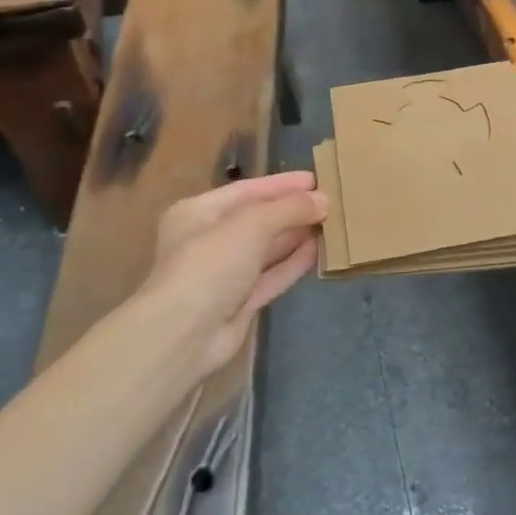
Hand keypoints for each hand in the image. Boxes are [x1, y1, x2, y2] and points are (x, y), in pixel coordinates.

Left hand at [141, 170, 327, 374]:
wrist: (184, 334)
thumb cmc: (210, 265)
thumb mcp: (251, 225)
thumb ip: (289, 209)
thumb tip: (324, 200)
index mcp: (197, 213)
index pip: (246, 191)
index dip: (282, 185)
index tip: (315, 180)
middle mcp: (208, 241)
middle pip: (257, 219)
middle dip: (291, 211)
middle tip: (330, 202)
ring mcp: (224, 274)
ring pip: (266, 249)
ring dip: (296, 236)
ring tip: (331, 224)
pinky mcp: (239, 303)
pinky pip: (271, 276)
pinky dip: (292, 263)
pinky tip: (318, 251)